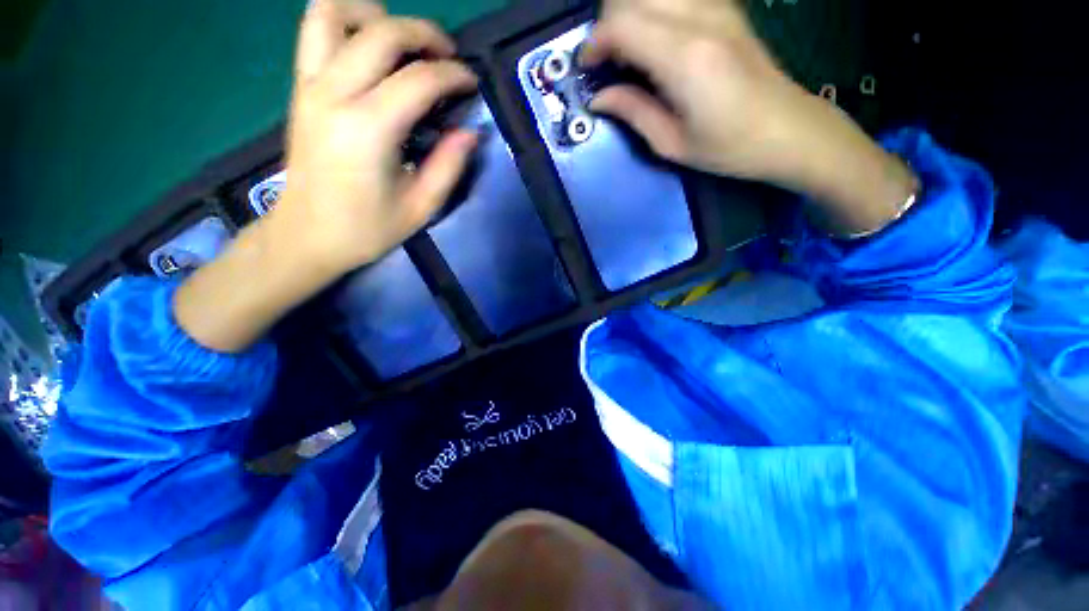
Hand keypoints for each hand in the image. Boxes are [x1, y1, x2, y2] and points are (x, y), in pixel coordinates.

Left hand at [175, 0, 478, 352]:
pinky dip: (346, 21)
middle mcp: (334, 94)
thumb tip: (469, 132)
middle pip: (381, 31)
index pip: (419, 79)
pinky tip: (370, 47)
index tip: (471, 84)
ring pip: (334, 11)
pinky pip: (315, 29)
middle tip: (447, 58)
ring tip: (404, 42)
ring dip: (376, 14)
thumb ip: (449, 166)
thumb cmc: (366, 229)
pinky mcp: (300, 87)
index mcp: (368, 129)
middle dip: (424, 33)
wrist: (306, 235)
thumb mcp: (420, 208)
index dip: (453, 75)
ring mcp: (309, 85)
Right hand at [582, 0, 916, 234]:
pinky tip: (655, 45)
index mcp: (685, 58)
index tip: (586, 68)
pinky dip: (653, 14)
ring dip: (630, 15)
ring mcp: (718, 8)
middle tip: (606, 63)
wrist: (791, 130)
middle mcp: (700, 18)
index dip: (594, 42)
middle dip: (608, 24)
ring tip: (629, 55)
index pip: (622, 24)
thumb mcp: (672, 143)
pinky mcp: (726, 9)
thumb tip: (598, 98)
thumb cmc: (729, 148)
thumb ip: (632, 112)